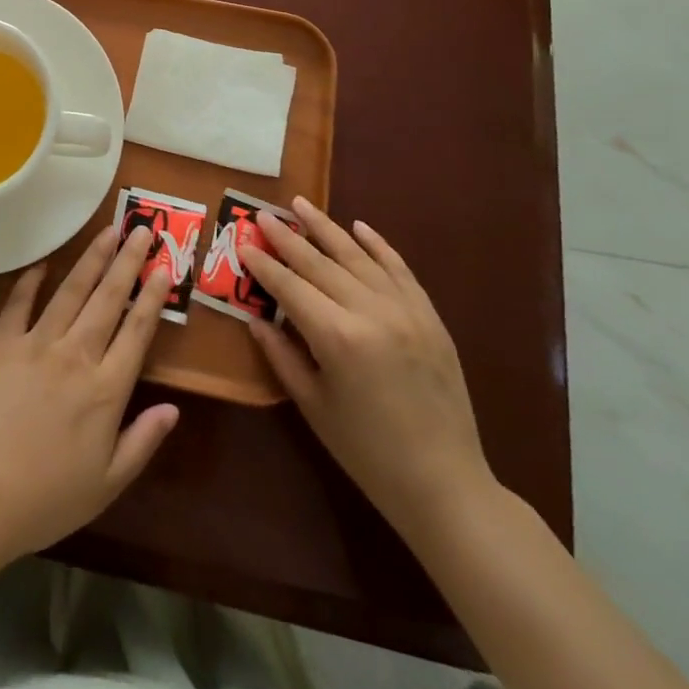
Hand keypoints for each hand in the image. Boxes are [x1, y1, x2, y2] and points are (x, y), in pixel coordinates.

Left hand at [0, 224, 180, 564]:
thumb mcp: (108, 483)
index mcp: (106, 390)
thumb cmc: (47, 497)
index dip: (152, 298)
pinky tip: (44, 262)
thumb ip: (143, 441)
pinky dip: (31, 280)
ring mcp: (37, 344)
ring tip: (108, 231)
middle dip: (128, 261)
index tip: (165, 268)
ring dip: (92, 259)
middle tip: (143, 229)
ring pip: (71, 291)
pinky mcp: (2, 343)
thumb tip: (174, 408)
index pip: (136, 331)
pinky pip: (19, 303)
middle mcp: (76, 356)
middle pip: (108, 299)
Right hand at [245, 199, 493, 536]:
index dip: (263, 264)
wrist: (445, 484)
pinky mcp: (430, 316)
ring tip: (300, 204)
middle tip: (262, 214)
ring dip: (326, 228)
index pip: (289, 286)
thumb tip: (255, 317)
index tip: (243, 242)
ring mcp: (405, 310)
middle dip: (287, 237)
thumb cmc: (367, 452)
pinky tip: (359, 227)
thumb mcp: (313, 405)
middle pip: (319, 262)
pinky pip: (399, 269)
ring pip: (358, 256)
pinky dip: (378, 245)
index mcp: (337, 337)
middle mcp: (370, 312)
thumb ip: (281, 355)